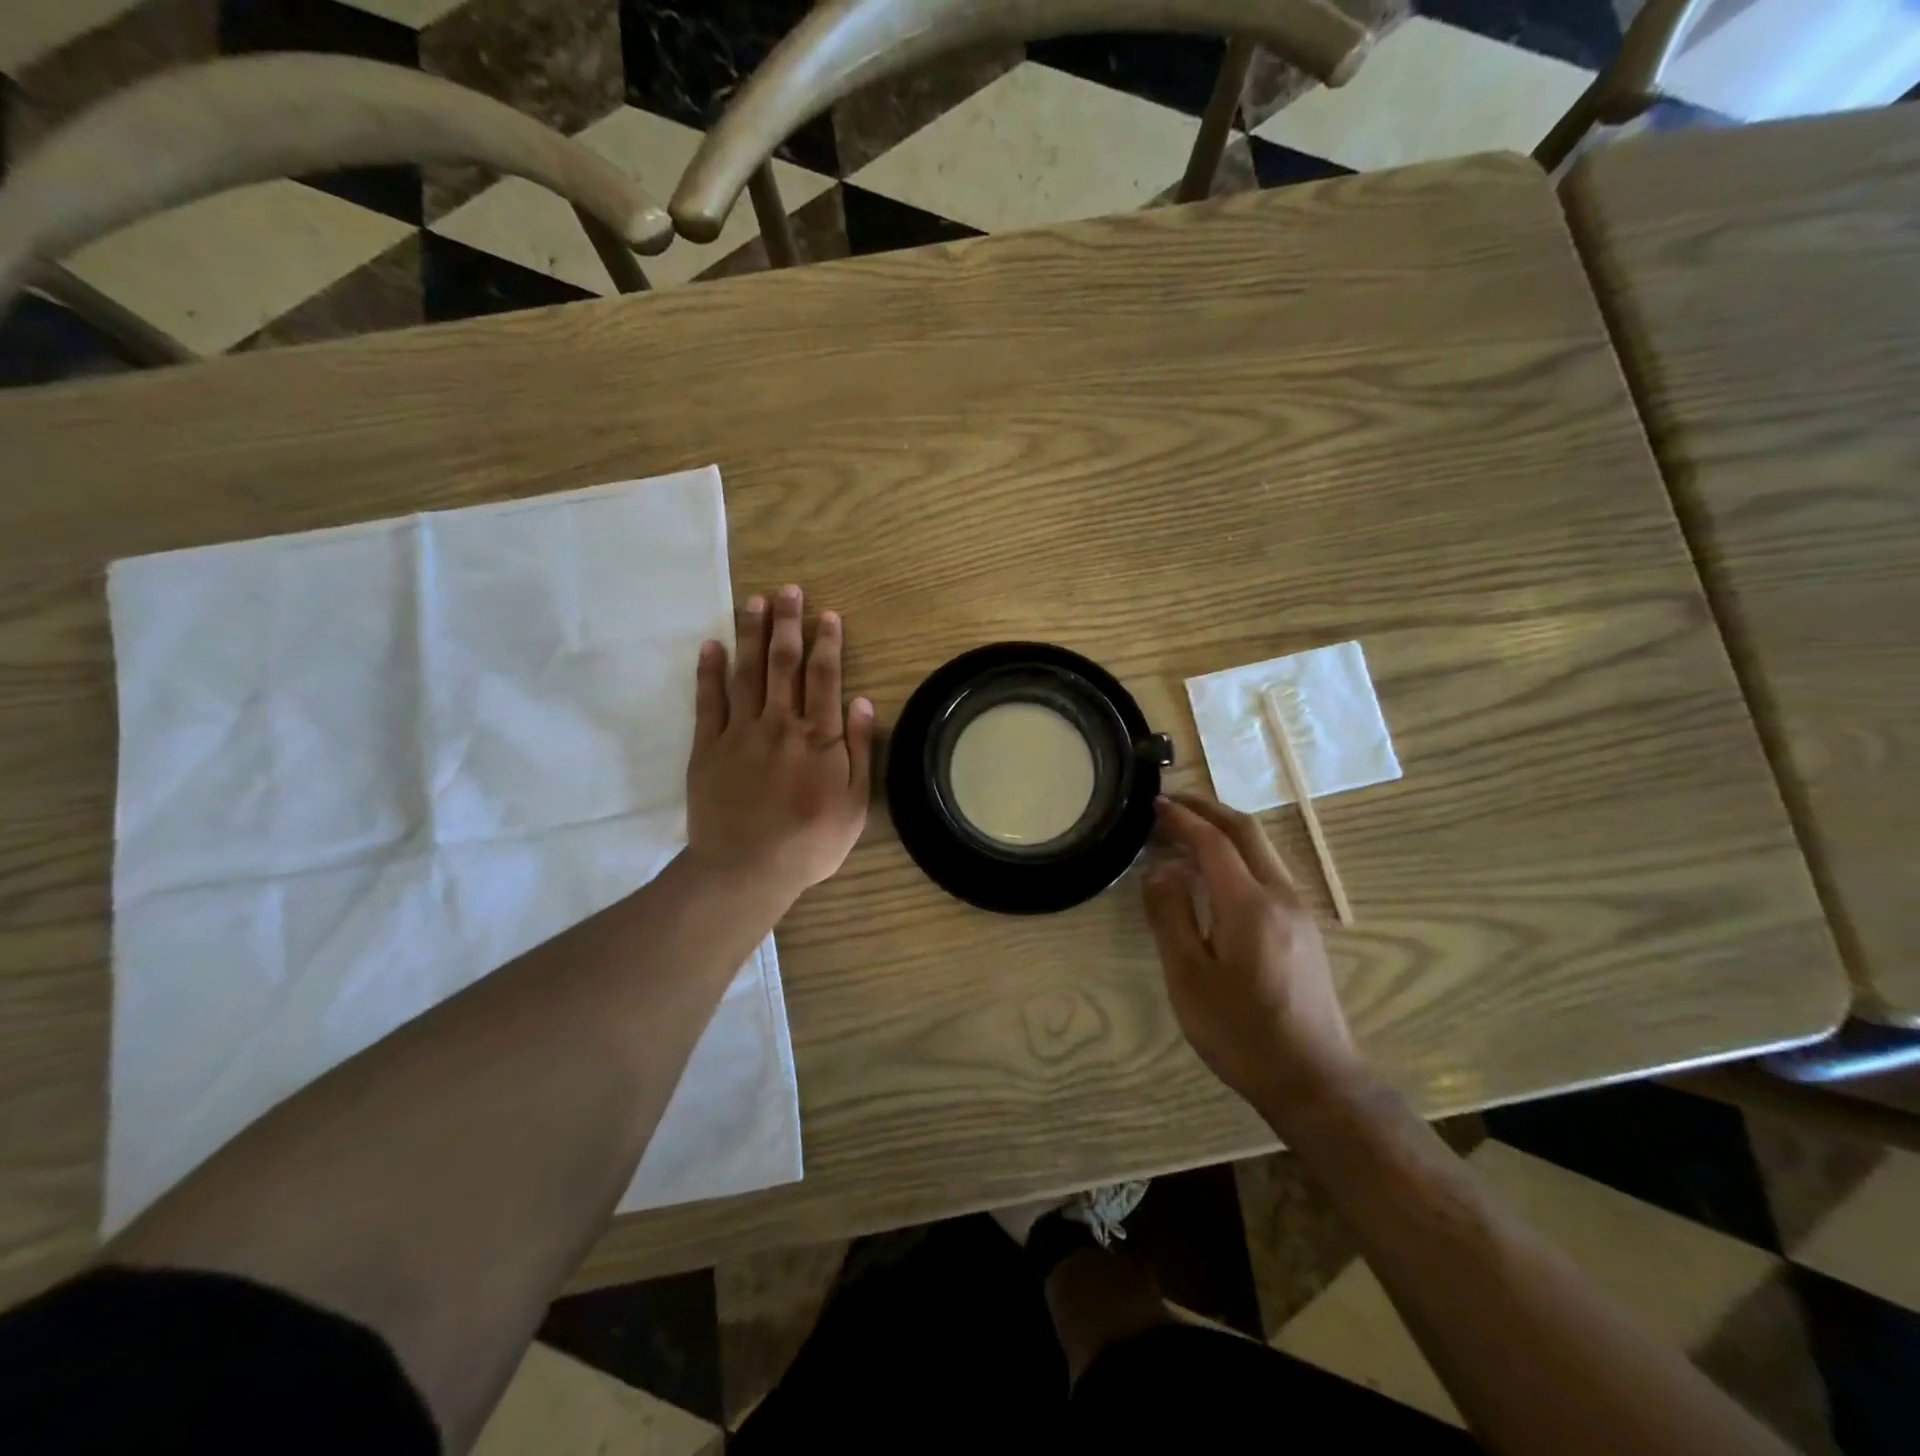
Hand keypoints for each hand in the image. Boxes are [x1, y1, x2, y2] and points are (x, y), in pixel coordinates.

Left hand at [685, 584, 872, 908]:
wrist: (746, 869)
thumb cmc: (810, 842)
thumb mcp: (854, 804)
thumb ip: (857, 750)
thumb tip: (861, 702)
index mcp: (817, 737)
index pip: (824, 677)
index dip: (827, 643)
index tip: (828, 614)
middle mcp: (780, 723)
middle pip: (784, 664)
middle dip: (787, 624)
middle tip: (788, 591)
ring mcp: (740, 733)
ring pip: (747, 673)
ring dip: (751, 634)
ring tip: (754, 602)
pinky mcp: (708, 748)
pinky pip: (708, 702)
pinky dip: (709, 672)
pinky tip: (711, 645)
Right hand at [1141, 793, 1364, 1120]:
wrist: (1315, 1081)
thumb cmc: (1242, 1032)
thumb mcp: (1190, 978)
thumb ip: (1171, 917)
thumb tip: (1157, 871)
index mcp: (1250, 903)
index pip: (1214, 841)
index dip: (1182, 818)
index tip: (1154, 804)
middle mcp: (1281, 895)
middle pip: (1246, 831)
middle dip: (1208, 809)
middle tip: (1171, 802)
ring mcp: (1298, 912)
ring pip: (1261, 850)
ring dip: (1224, 831)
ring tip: (1186, 833)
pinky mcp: (1304, 930)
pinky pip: (1267, 872)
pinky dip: (1237, 856)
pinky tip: (1215, 875)